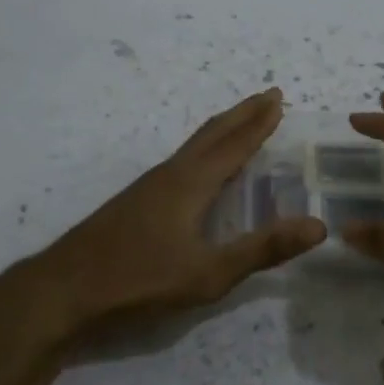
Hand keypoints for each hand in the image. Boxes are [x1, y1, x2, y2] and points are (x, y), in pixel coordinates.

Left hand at [24, 89, 324, 340]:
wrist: (65, 289)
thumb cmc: (140, 279)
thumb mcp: (209, 273)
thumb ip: (262, 249)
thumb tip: (318, 226)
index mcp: (191, 183)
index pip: (234, 144)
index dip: (259, 122)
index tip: (278, 98)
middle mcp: (171, 174)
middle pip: (212, 133)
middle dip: (243, 114)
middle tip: (268, 95)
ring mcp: (148, 186)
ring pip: (193, 146)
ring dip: (222, 130)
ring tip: (241, 124)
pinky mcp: (135, 201)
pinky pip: (181, 161)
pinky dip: (203, 150)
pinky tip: (199, 169)